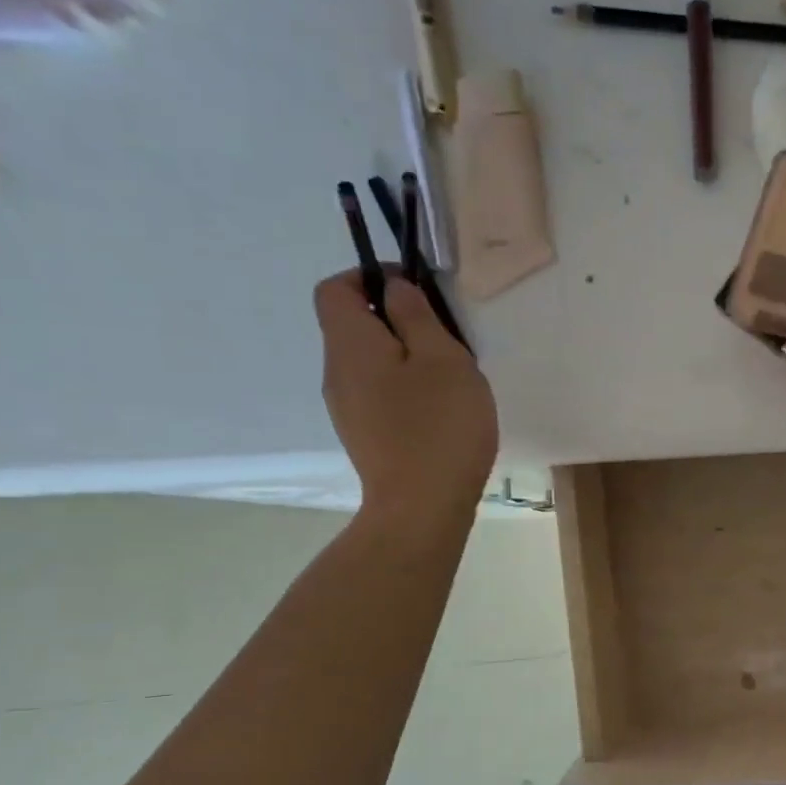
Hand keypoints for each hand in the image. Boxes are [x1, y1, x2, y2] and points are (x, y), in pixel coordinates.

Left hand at [315, 270, 497, 524]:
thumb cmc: (439, 426)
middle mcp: (336, 372)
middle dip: (397, 320)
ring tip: (449, 379)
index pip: (336, 288)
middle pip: (354, 326)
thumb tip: (394, 290)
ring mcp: (347, 408)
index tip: (417, 291)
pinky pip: (379, 394)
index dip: (371, 277)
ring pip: (370, 363)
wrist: (421, 507)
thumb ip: (417, 315)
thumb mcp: (443, 358)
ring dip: (405, 357)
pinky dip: (405, 389)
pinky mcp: (364, 436)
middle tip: (446, 339)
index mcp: (350, 344)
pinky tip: (440, 412)